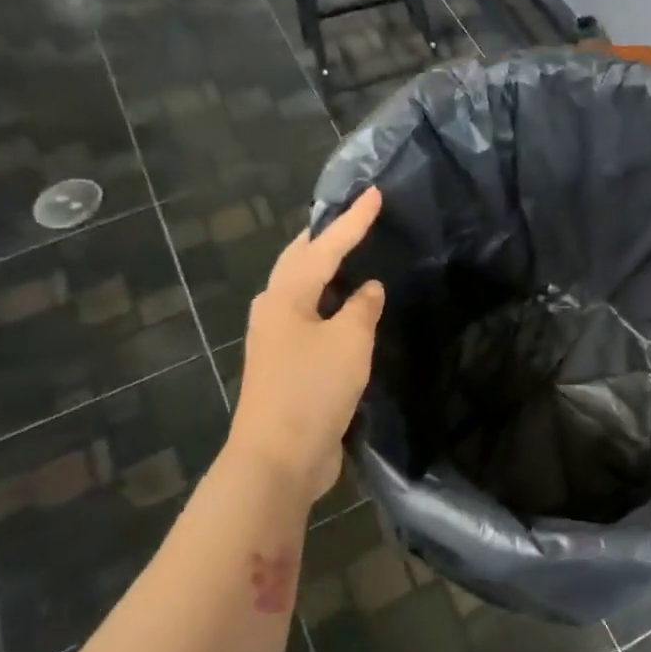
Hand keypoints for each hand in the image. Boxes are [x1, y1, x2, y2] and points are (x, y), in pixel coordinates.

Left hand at [228, 188, 386, 504]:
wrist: (279, 457)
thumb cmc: (313, 389)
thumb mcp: (350, 341)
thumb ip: (362, 308)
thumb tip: (367, 289)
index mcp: (286, 297)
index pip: (325, 247)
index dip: (353, 221)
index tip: (375, 194)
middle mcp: (275, 311)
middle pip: (300, 262)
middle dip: (325, 238)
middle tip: (352, 218)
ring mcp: (278, 340)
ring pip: (303, 291)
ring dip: (325, 270)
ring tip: (351, 255)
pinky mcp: (288, 366)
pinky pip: (312, 320)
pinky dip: (331, 304)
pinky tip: (348, 309)